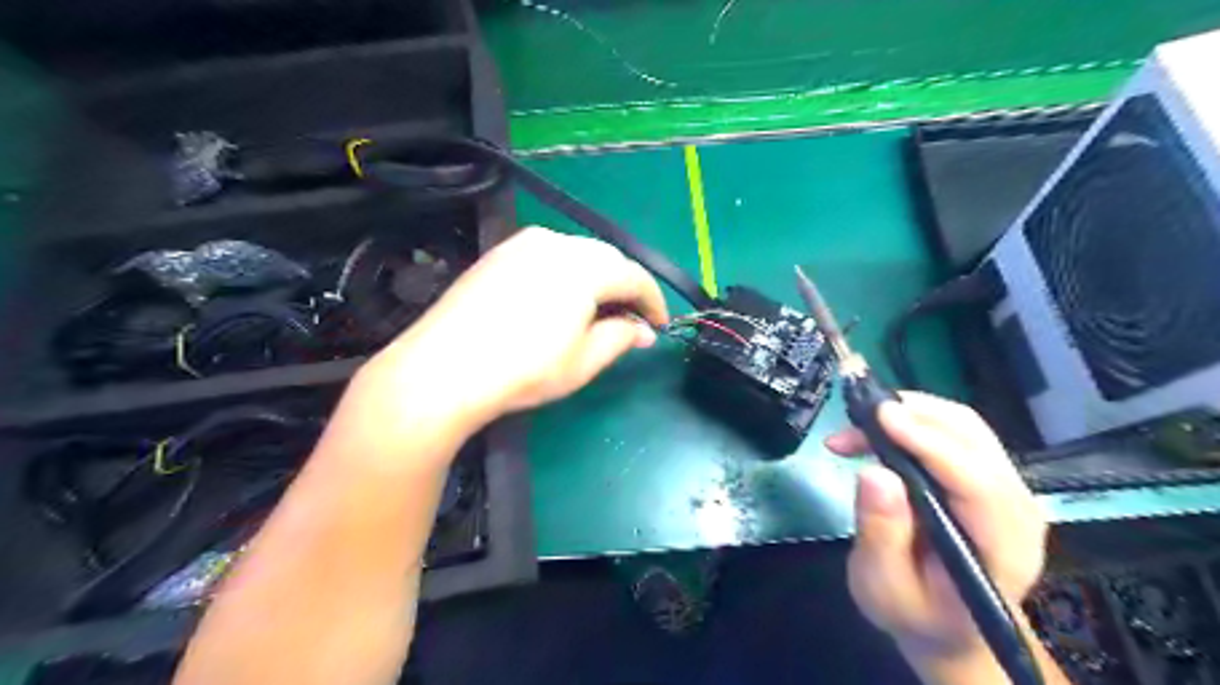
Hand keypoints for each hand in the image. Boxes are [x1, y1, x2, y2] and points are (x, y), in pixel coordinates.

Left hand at [348, 224, 665, 434]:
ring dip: (596, 279)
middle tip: (630, 320)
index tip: (660, 325)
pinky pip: (547, 256)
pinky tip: (560, 300)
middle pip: (606, 259)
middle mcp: (556, 242)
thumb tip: (643, 330)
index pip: (634, 276)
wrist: (443, 368)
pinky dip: (566, 274)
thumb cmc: (523, 369)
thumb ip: (621, 337)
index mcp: (584, 266)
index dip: (653, 301)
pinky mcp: (499, 254)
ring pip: (576, 254)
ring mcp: (522, 244)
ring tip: (597, 311)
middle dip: (624, 287)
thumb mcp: (583, 361)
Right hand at [830, 394, 1048, 664]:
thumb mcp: (884, 588)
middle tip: (855, 417)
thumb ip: (881, 535)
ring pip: (964, 426)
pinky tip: (875, 432)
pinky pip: (954, 432)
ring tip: (857, 425)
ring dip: (909, 412)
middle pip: (973, 438)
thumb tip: (874, 473)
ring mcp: (1005, 488)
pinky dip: (912, 420)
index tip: (880, 416)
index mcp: (1002, 548)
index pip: (976, 481)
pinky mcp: (985, 476)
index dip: (929, 443)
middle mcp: (1015, 508)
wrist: (947, 624)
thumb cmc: (915, 612)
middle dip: (913, 415)